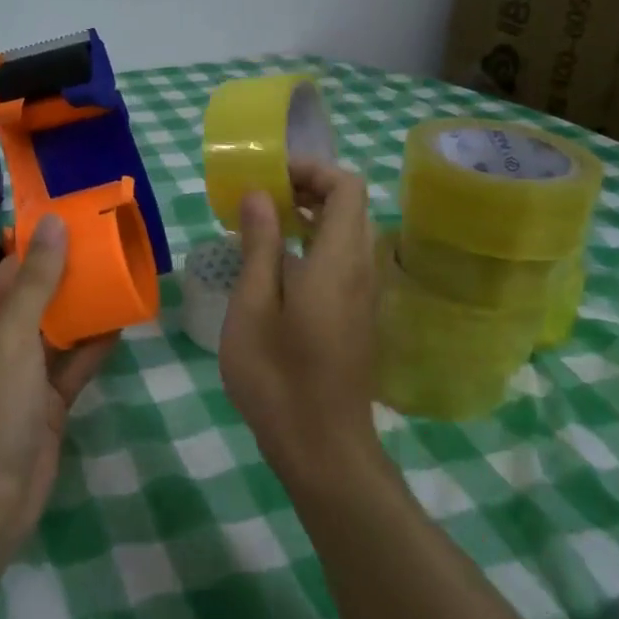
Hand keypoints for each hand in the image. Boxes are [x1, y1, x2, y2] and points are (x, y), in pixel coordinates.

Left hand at [0, 216, 117, 549]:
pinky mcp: (50, 402)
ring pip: (60, 329)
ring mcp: (27, 374)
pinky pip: (75, 363)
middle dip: (71, 273)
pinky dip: (96, 345)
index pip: (13, 270)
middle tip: (112, 247)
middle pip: (39, 297)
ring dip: (86, 307)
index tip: (81, 223)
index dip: (43, 244)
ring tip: (123, 277)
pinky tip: (123, 324)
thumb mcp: (11, 333)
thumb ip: (36, 280)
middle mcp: (1, 342)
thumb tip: (53, 222)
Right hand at [219, 161, 381, 491]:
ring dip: (310, 218)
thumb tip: (259, 194)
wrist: (323, 449)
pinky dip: (315, 245)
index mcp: (339, 259)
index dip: (311, 169)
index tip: (269, 176)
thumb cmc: (279, 377)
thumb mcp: (254, 306)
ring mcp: (364, 294)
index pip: (347, 186)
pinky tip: (276, 268)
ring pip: (348, 233)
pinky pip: (343, 260)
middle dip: (308, 189)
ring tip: (262, 226)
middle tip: (260, 198)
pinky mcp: (358, 316)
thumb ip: (260, 245)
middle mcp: (362, 268)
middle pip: (350, 206)